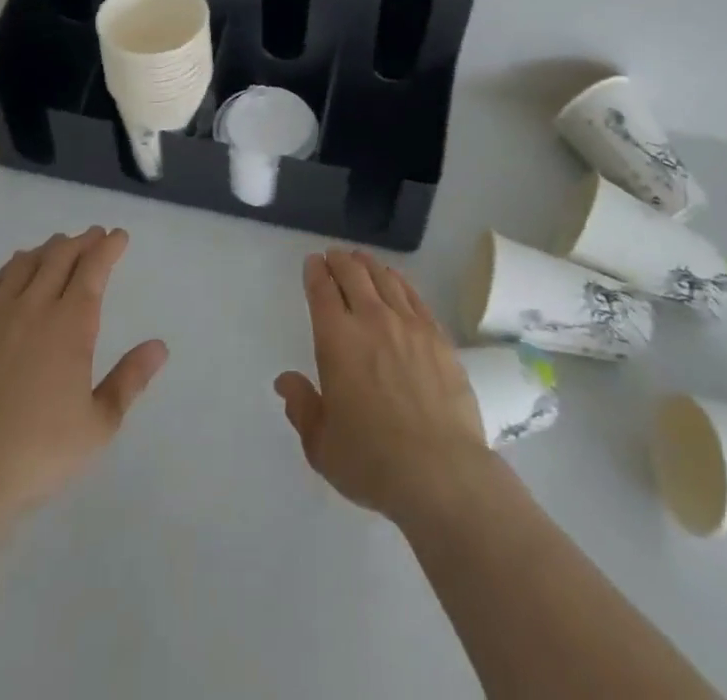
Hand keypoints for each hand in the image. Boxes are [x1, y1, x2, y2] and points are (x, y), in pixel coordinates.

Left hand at [0, 227, 168, 526]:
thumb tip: (160, 346)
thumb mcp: (99, 424)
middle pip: (58, 258)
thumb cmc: (38, 454)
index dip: (108, 248)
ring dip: (46, 250)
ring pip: (23, 266)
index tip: (119, 236)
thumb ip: (130, 380)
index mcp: (70, 326)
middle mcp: (32, 310)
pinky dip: (9, 270)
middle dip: (80, 241)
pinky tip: (13, 271)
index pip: (93, 269)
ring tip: (57, 247)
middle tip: (94, 236)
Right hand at [275, 249, 491, 522]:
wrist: (440, 471)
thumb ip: (302, 407)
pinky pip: (414, 296)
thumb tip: (285, 380)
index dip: (315, 273)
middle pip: (353, 275)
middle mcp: (371, 320)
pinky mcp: (437, 336)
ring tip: (361, 259)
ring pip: (385, 279)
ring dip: (368, 264)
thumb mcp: (321, 445)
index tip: (313, 262)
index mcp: (337, 341)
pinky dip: (399, 281)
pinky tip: (396, 280)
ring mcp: (408, 325)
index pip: (322, 292)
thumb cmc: (372, 461)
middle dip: (339, 261)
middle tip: (333, 255)